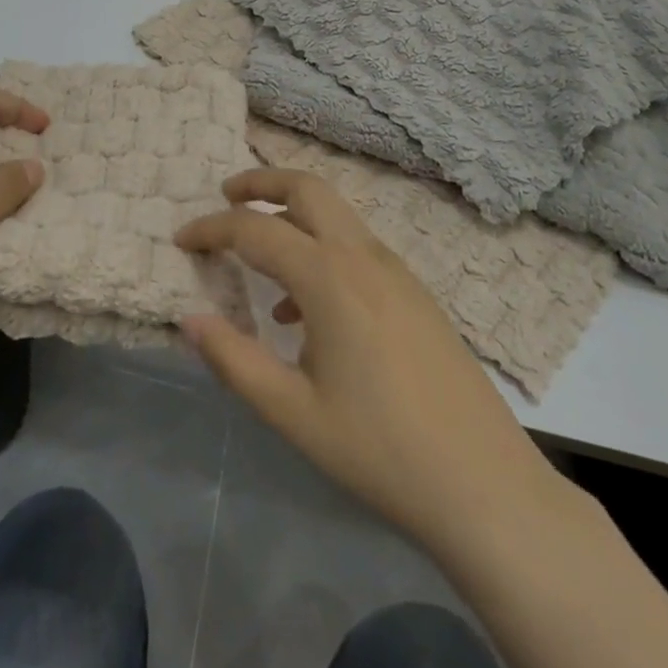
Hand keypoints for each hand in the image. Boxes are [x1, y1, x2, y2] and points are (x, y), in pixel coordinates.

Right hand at [176, 170, 570, 558]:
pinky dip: (322, 249)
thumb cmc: (380, 450)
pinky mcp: (415, 293)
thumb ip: (234, 360)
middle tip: (226, 194)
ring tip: (259, 256)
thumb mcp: (292, 413)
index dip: (212, 229)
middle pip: (308, 188)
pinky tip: (307, 311)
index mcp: (329, 277)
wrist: (486, 486)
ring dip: (293, 215)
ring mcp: (396, 271)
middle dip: (262, 182)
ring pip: (337, 215)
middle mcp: (363, 257)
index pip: (255, 229)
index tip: (181, 239)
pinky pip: (357, 248)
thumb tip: (189, 318)